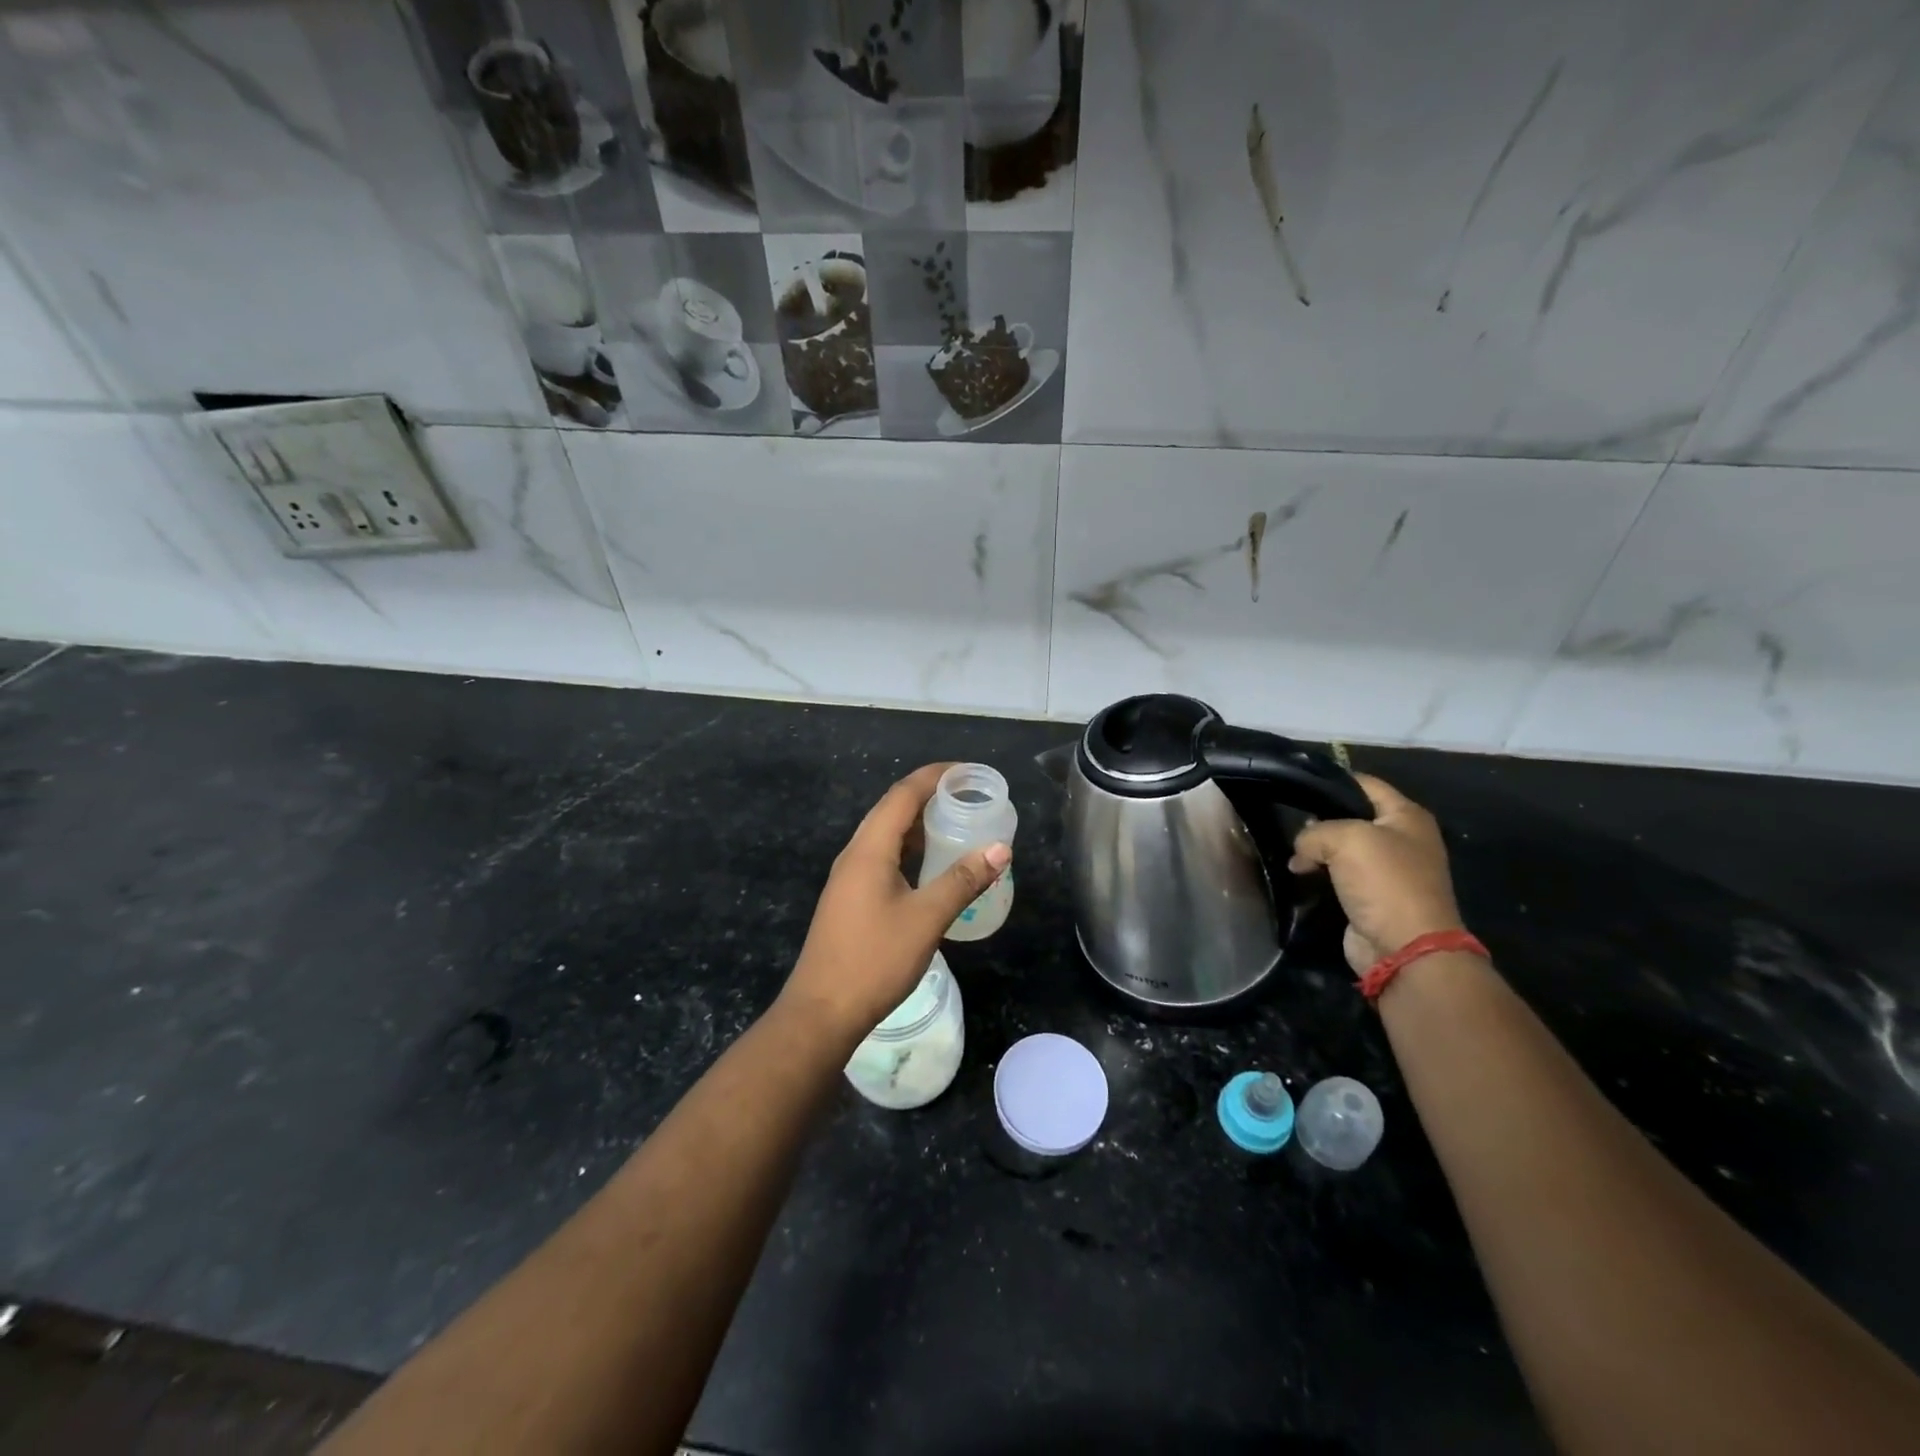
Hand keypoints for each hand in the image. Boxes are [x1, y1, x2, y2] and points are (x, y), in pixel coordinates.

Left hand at [781, 763, 1011, 1035]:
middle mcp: (855, 854)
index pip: (903, 795)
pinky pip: (883, 857)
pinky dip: (909, 849)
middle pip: (892, 809)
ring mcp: (849, 877)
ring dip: (918, 823)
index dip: (934, 776)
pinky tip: (930, 864)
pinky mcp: (850, 898)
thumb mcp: (926, 918)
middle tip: (968, 795)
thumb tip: (1000, 849)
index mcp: (869, 849)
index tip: (968, 771)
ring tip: (955, 821)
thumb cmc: (875, 960)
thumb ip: (963, 880)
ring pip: (886, 835)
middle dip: (929, 795)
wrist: (822, 1011)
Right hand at [1288, 773, 1464, 974]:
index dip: (1331, 781)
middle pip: (1351, 816)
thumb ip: (1314, 832)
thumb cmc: (1384, 882)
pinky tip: (1298, 874)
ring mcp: (1388, 870)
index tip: (1296, 785)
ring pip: (1341, 848)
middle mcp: (1401, 839)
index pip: (1364, 784)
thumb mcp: (1345, 839)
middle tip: (1288, 822)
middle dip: (1319, 819)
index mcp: (1407, 816)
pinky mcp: (1372, 897)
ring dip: (1316, 851)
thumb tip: (1301, 851)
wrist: (1405, 948)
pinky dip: (1319, 874)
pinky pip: (1339, 875)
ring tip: (1290, 852)